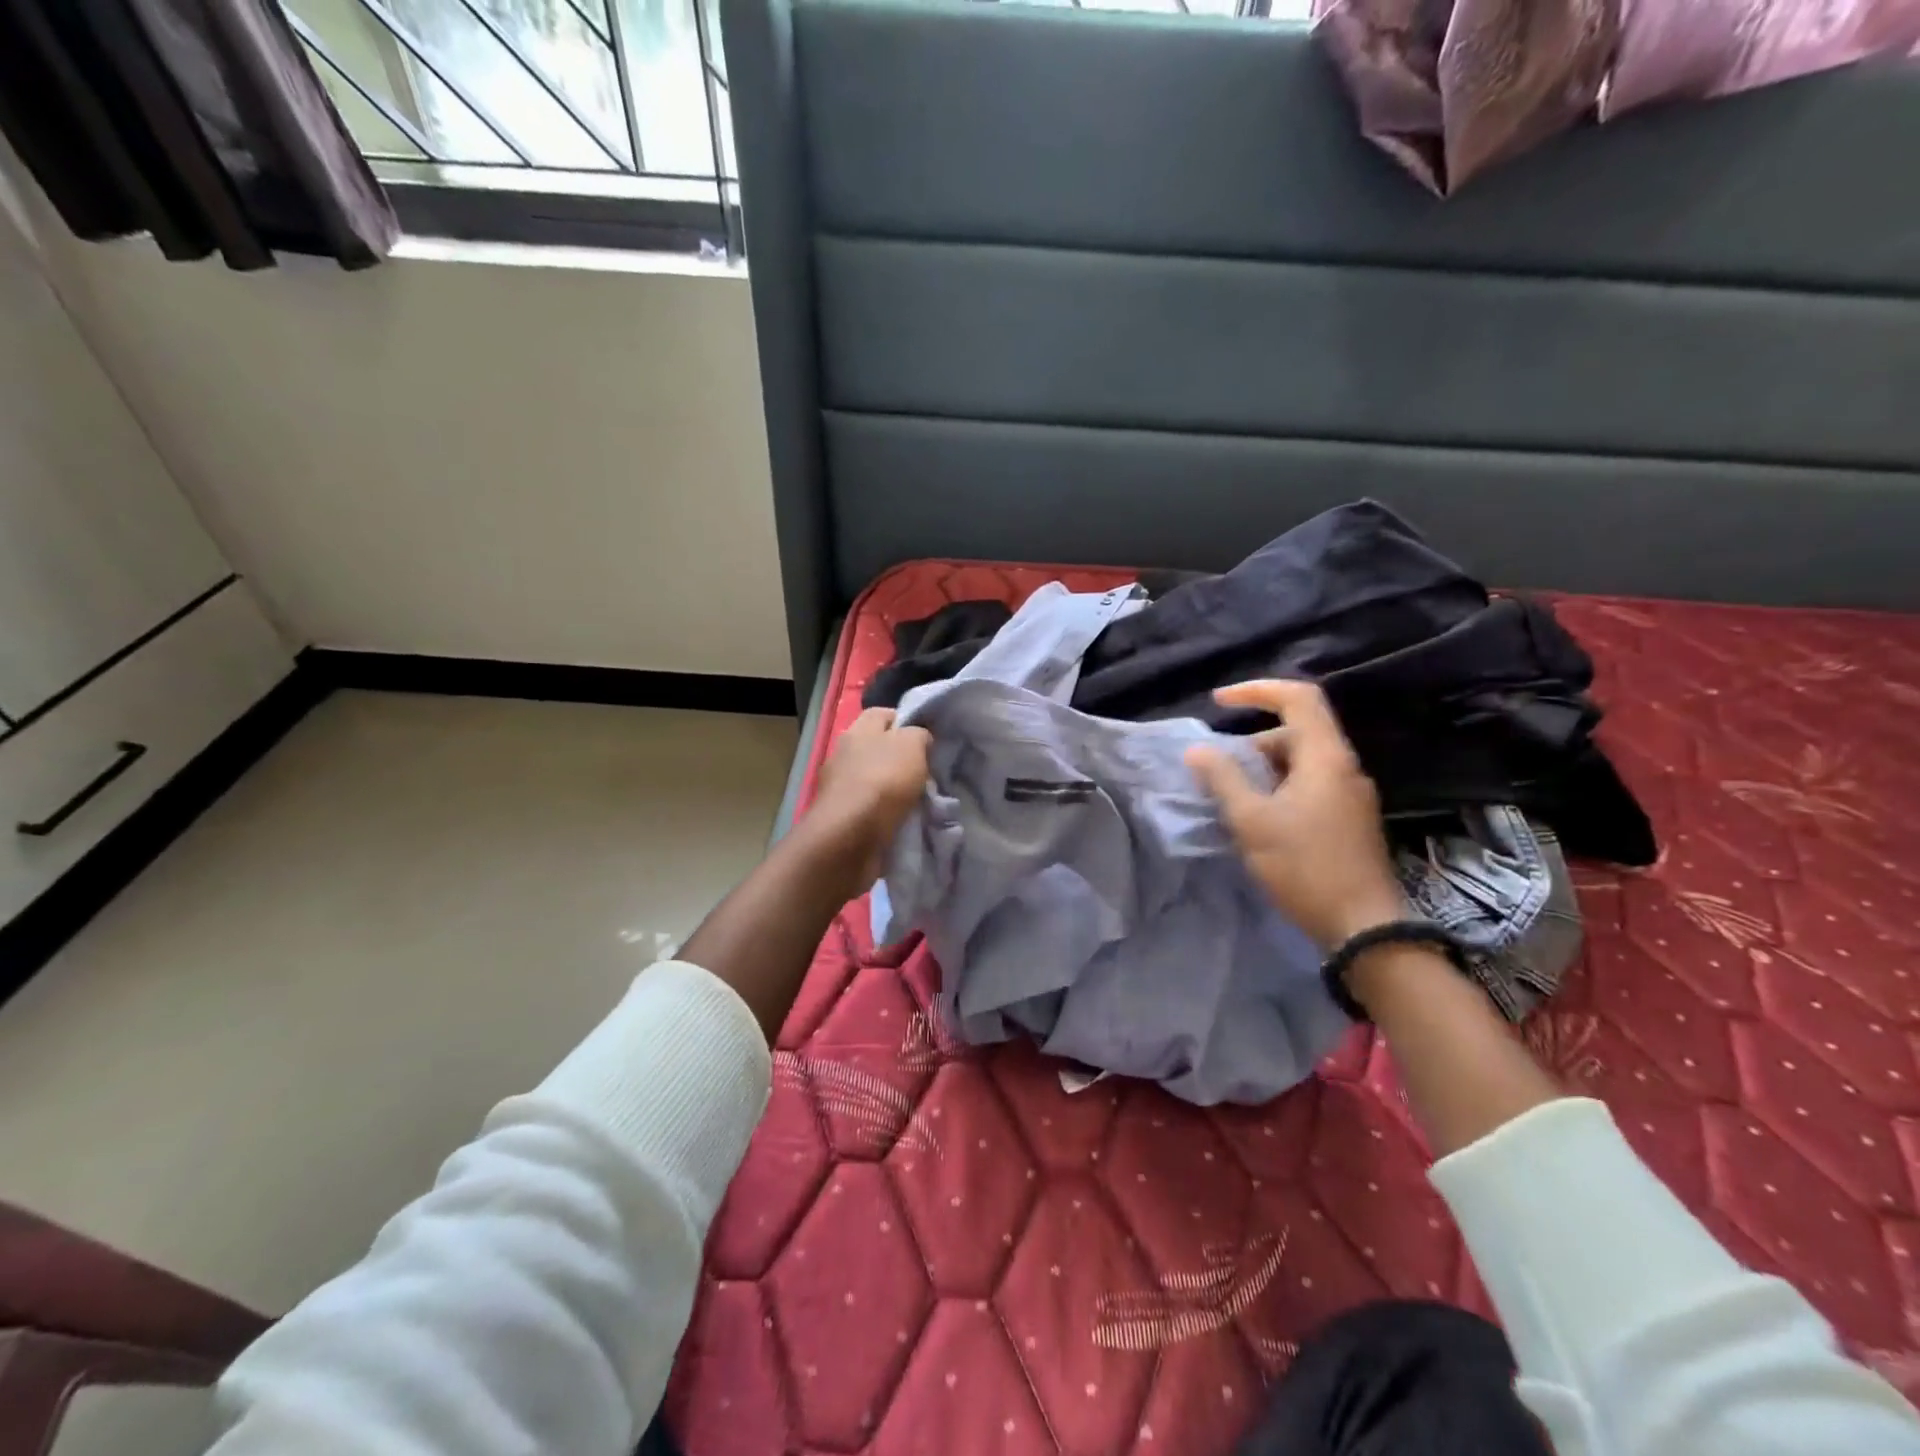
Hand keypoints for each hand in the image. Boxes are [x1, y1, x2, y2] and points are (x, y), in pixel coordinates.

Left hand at [805, 708, 932, 887]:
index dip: (907, 721)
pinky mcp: (843, 818)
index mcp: (858, 730)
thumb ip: (919, 735)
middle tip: (930, 771)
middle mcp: (845, 754)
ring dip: (898, 789)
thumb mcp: (912, 745)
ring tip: (924, 799)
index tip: (929, 739)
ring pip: (877, 780)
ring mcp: (841, 788)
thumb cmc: (882, 782)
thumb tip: (920, 739)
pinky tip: (907, 820)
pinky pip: (873, 808)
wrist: (850, 838)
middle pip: (880, 748)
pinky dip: (889, 813)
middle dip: (904, 758)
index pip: (884, 714)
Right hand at [1186, 680, 1405, 950]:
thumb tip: (1197, 750)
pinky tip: (1260, 818)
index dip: (1257, 690)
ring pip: (1302, 761)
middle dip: (1253, 741)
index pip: (1298, 697)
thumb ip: (1223, 779)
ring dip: (1264, 768)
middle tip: (1220, 769)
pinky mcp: (1350, 819)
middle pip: (1297, 731)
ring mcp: (1351, 795)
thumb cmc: (1304, 866)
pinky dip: (1280, 787)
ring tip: (1234, 798)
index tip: (1219, 702)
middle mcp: (1344, 767)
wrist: (1362, 926)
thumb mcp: (1251, 820)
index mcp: (1326, 757)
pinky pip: (1310, 785)